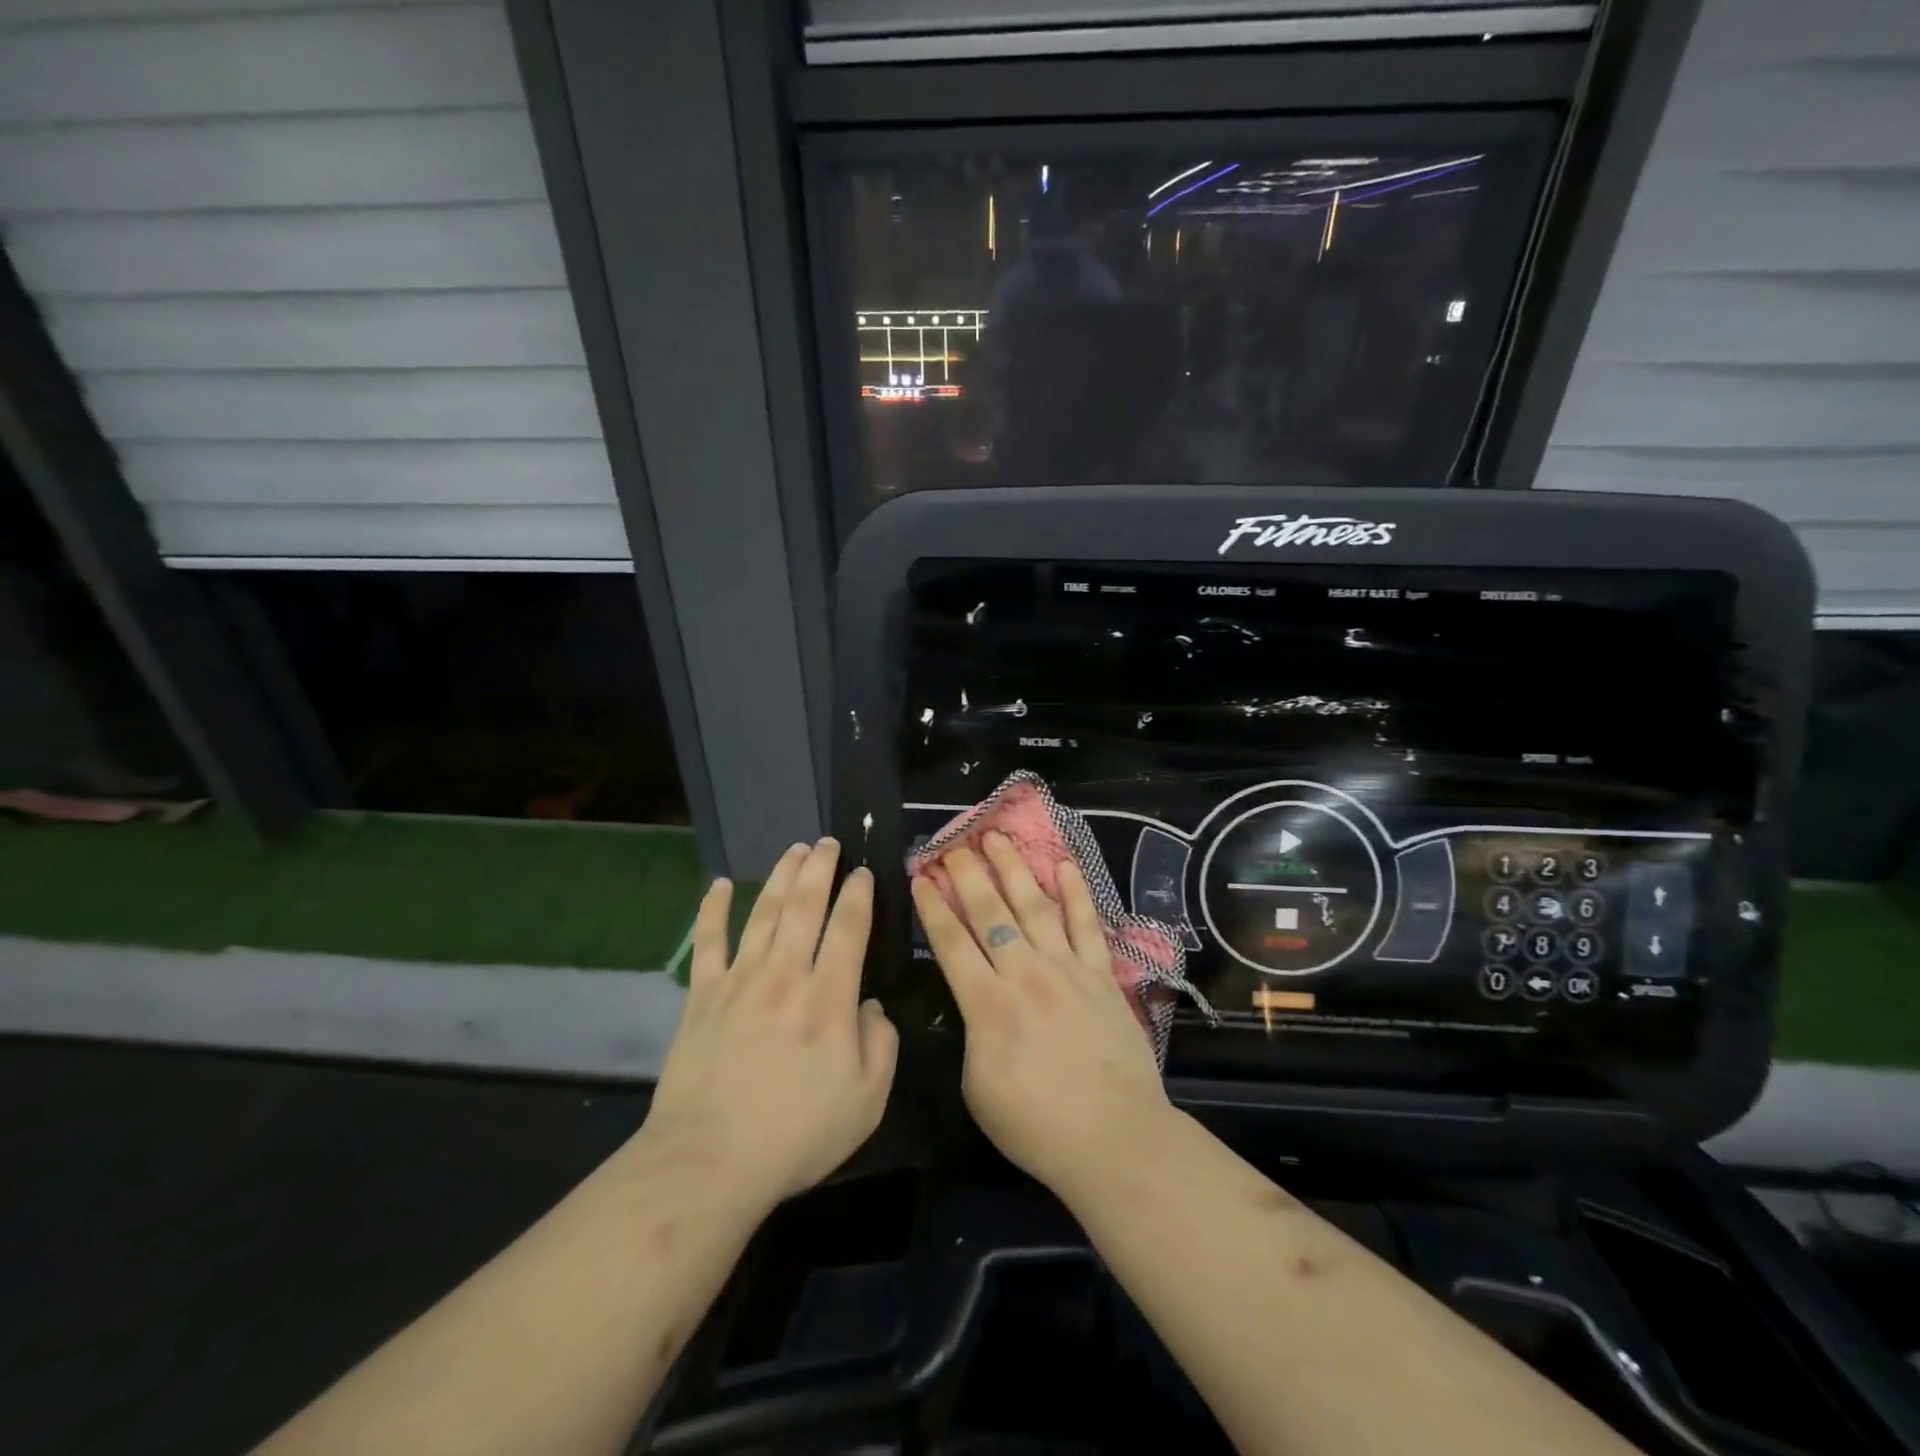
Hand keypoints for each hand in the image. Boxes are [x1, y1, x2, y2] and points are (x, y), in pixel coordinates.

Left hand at [639, 839, 897, 1214]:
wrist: (709, 1162)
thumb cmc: (796, 1135)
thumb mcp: (866, 1101)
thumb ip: (881, 1045)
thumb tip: (871, 1006)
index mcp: (828, 997)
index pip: (848, 927)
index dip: (858, 894)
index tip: (864, 872)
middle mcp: (785, 975)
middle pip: (805, 905)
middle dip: (820, 868)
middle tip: (828, 843)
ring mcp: (739, 981)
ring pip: (764, 912)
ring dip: (781, 876)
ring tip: (794, 849)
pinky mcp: (702, 996)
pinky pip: (708, 942)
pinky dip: (713, 910)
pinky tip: (719, 885)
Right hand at [912, 833, 1173, 1198]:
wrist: (1113, 1136)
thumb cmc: (1036, 1124)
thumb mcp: (978, 1087)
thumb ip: (973, 1034)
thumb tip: (978, 1003)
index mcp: (986, 1003)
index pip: (951, 942)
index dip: (932, 906)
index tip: (920, 876)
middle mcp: (1023, 973)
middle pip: (989, 912)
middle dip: (967, 874)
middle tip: (953, 844)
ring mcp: (1066, 968)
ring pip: (1034, 906)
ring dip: (1013, 868)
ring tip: (997, 837)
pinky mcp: (1101, 974)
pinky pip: (1086, 924)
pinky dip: (1075, 892)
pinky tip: (1064, 864)